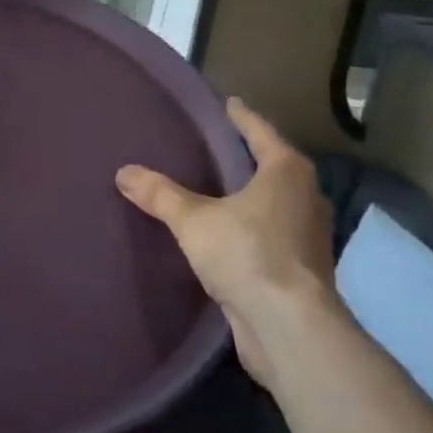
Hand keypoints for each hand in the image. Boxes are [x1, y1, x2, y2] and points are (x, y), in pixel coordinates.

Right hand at [116, 98, 335, 384]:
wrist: (290, 329)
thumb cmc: (248, 254)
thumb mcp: (194, 221)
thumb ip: (160, 194)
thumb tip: (124, 172)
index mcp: (287, 172)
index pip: (260, 132)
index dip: (241, 117)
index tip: (228, 103)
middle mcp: (306, 197)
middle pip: (275, 166)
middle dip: (249, 157)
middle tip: (217, 145)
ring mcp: (309, 236)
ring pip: (276, 203)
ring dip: (252, 195)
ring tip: (219, 189)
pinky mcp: (303, 269)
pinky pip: (273, 234)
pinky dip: (253, 228)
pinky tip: (229, 234)